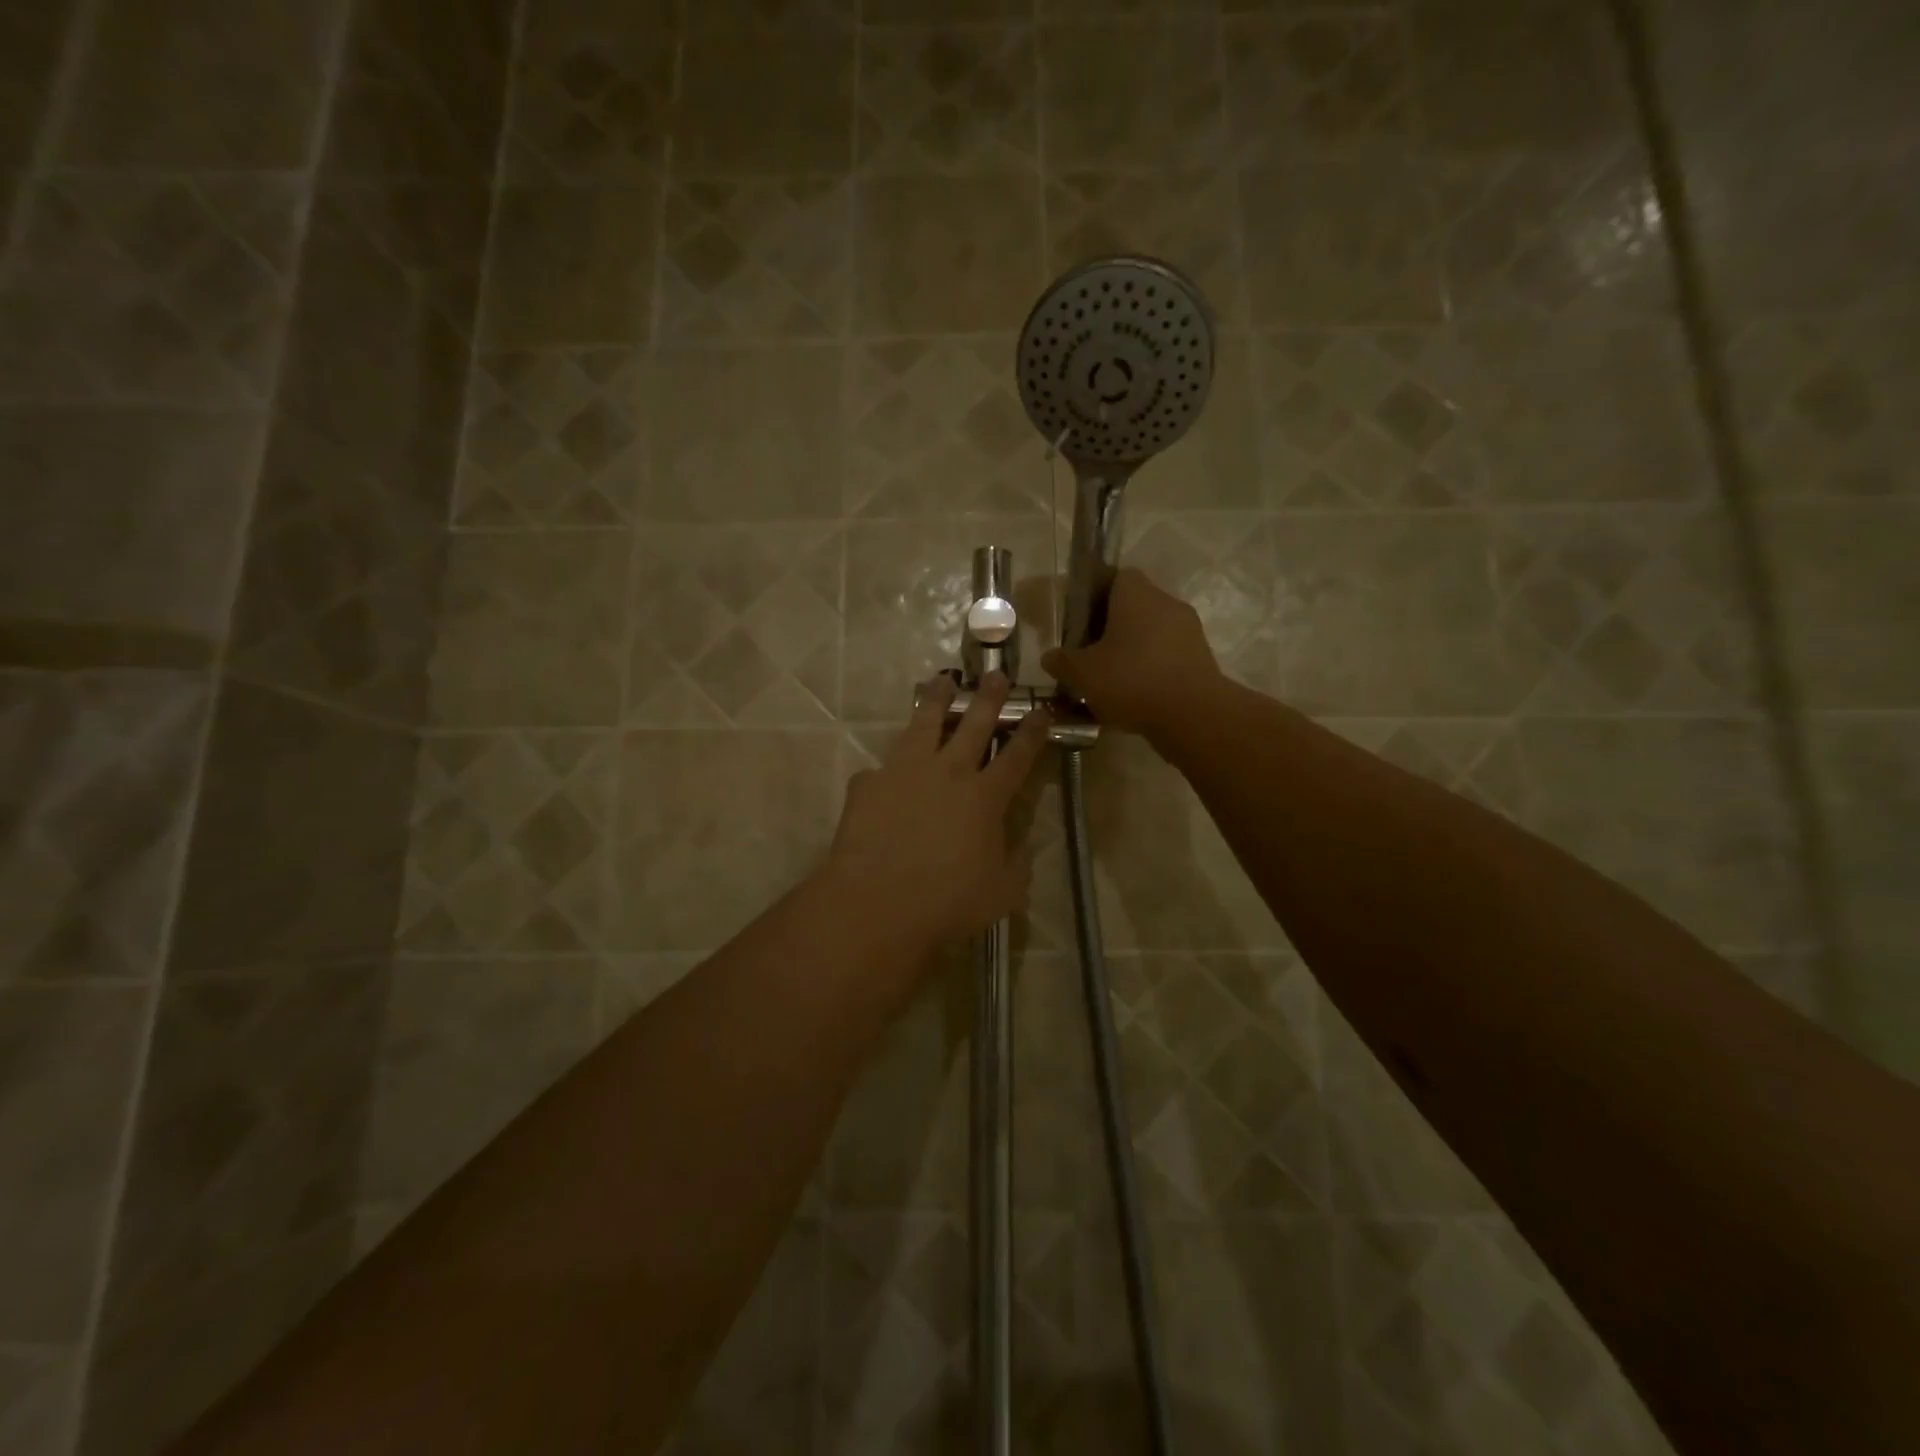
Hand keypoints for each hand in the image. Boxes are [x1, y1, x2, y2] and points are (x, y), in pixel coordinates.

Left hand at [823, 674, 1050, 952]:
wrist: (876, 903)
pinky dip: (890, 767)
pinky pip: (882, 767)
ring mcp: (904, 772)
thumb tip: (1023, 845)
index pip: (1017, 756)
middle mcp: (947, 773)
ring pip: (924, 723)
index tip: (1041, 711)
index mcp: (985, 797)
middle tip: (996, 674)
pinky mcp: (868, 783)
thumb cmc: (947, 904)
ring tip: (942, 680)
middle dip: (988, 697)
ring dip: (937, 700)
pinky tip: (886, 771)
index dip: (1032, 732)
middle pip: (973, 724)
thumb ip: (1018, 864)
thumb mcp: (1001, 893)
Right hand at [1041, 569, 1222, 736]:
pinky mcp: (1202, 659)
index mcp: (1136, 594)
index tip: (1080, 621)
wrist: (1192, 715)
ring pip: (1152, 633)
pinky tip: (1135, 696)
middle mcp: (1167, 603)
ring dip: (1133, 651)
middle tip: (1090, 654)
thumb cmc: (1131, 680)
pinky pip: (1168, 656)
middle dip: (1112, 628)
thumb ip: (1062, 662)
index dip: (1095, 595)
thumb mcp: (1082, 674)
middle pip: (1134, 606)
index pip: (1116, 577)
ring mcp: (1189, 631)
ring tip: (1110, 680)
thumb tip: (1050, 657)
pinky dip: (1152, 670)